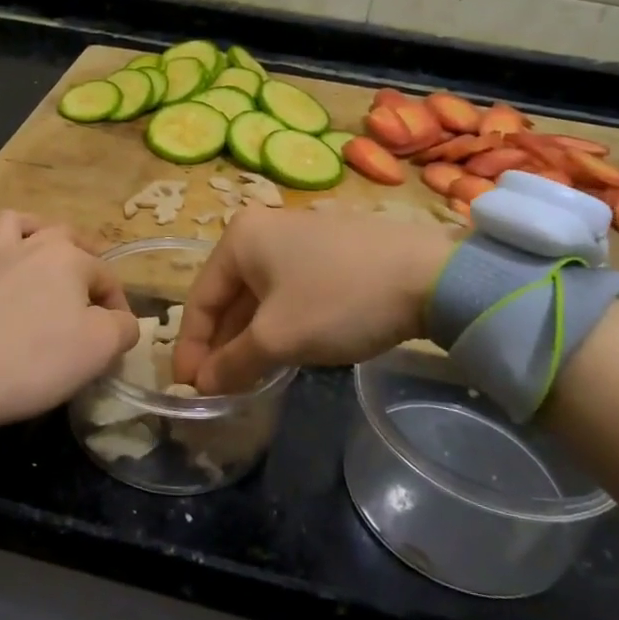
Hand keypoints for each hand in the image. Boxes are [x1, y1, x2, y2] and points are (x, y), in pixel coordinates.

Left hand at [0, 212, 139, 427]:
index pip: (107, 275)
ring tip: (43, 256)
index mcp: (68, 257)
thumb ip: (123, 328)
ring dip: (37, 233)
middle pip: (66, 237)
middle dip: (85, 257)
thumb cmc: (36, 357)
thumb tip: (123, 321)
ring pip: (19, 225)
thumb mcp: (99, 348)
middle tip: (90, 287)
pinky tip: (4, 284)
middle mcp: (31, 245)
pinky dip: (2, 260)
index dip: (119, 306)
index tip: (118, 337)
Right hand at [172, 206, 456, 392]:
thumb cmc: (339, 300)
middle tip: (217, 390)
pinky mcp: (331, 252)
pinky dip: (279, 323)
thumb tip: (202, 384)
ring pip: (260, 296)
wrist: (430, 276)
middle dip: (221, 345)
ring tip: (247, 378)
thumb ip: (232, 363)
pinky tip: (286, 351)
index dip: (191, 348)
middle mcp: (264, 229)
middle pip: (229, 296)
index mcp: (240, 238)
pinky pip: (289, 291)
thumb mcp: (278, 338)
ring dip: (250, 338)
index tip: (188, 390)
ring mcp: (300, 238)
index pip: (200, 299)